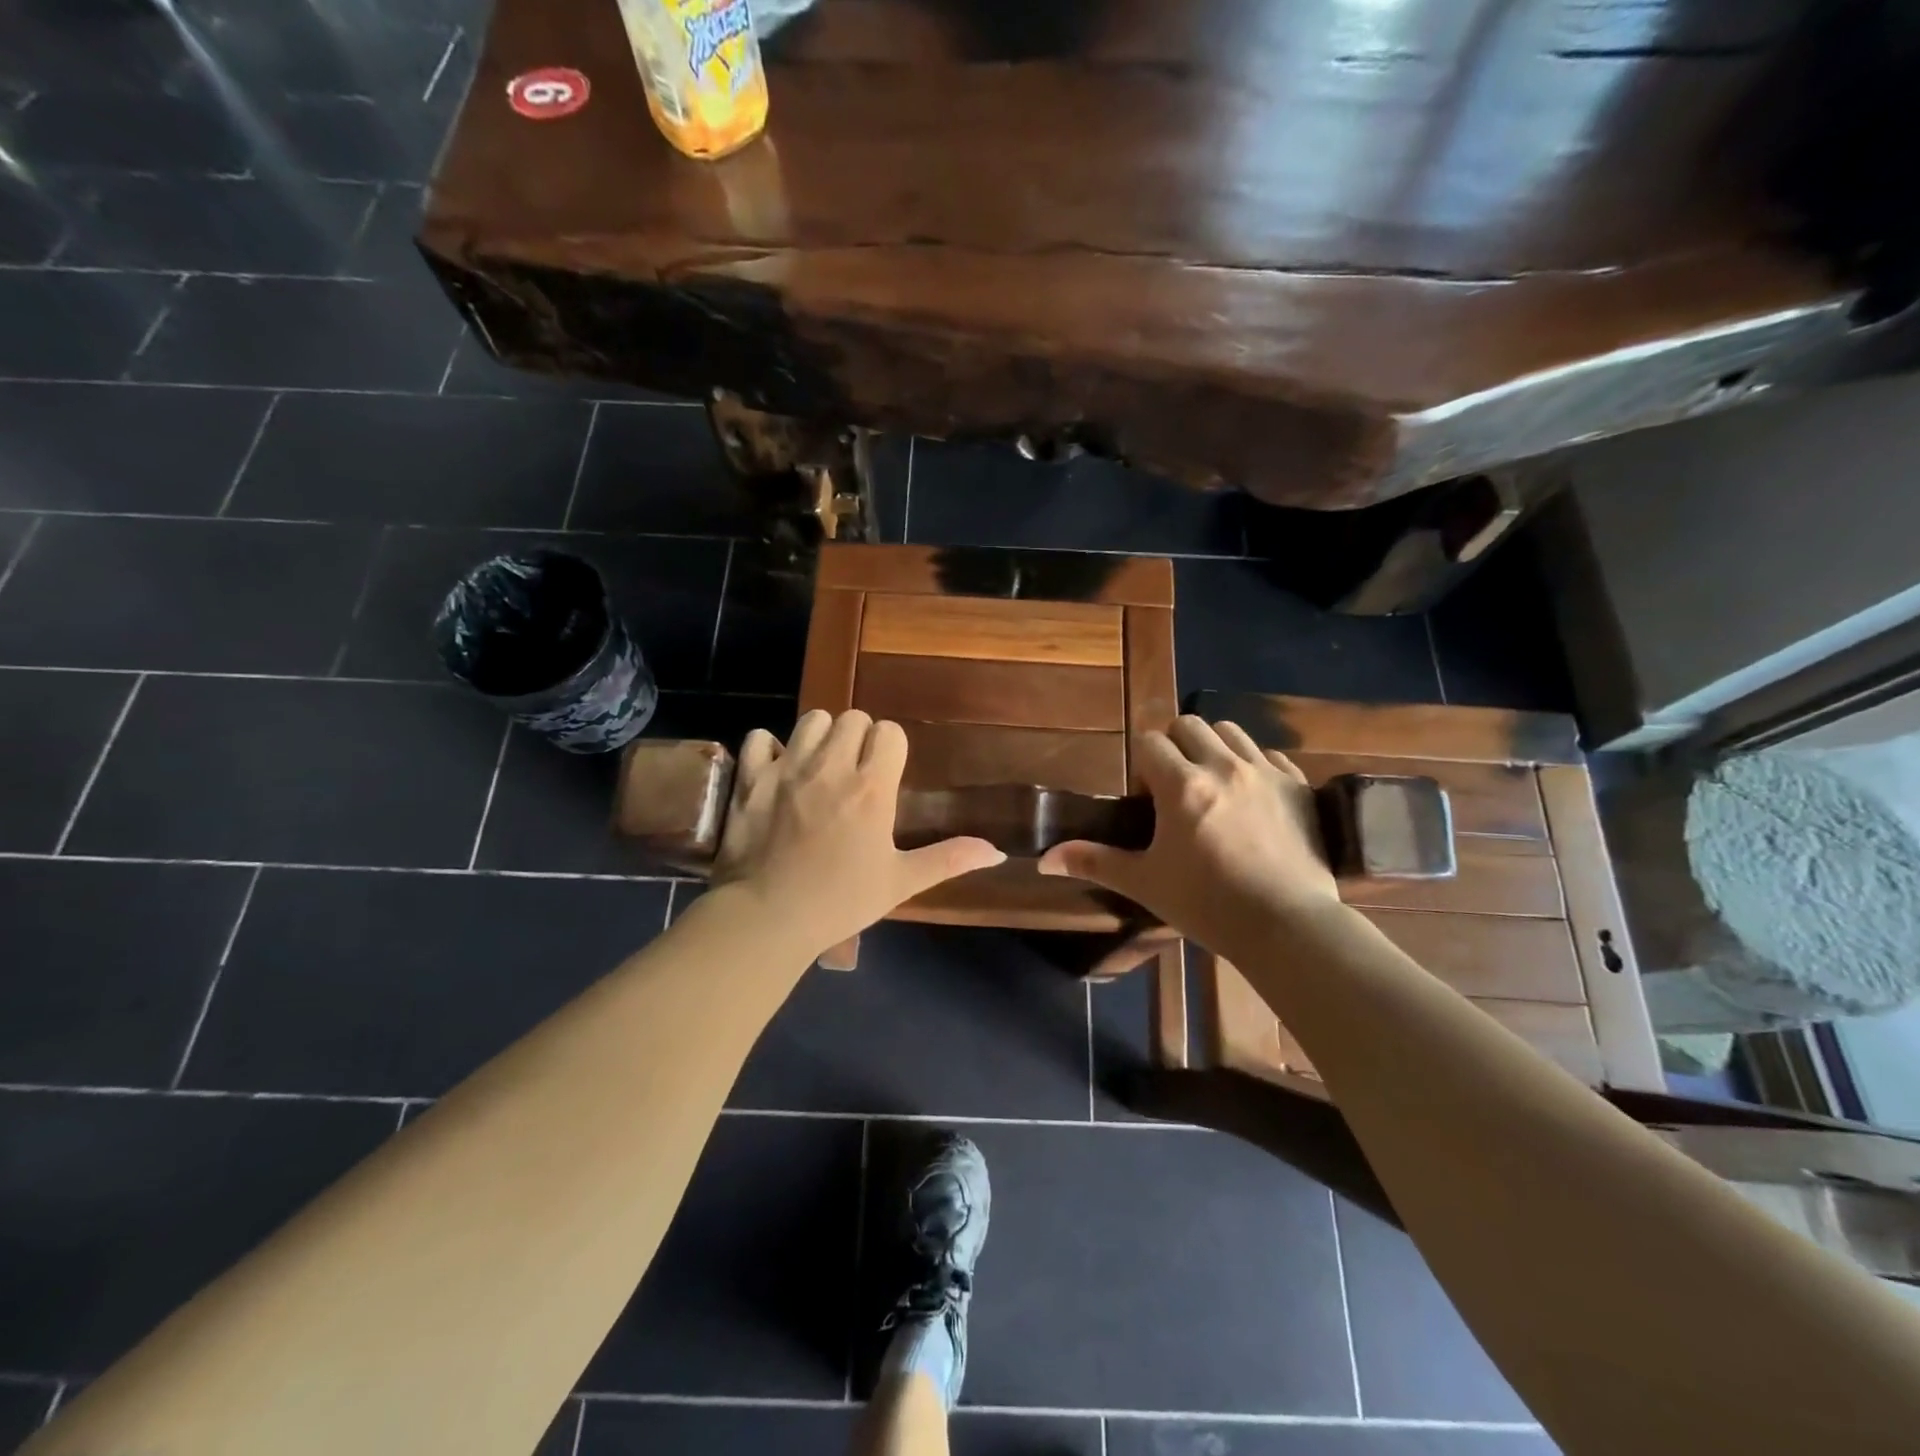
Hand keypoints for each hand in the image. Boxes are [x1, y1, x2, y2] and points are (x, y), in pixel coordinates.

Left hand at [710, 709, 1005, 955]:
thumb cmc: (841, 901)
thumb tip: (997, 853)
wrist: (768, 918)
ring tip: (819, 766)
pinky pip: (760, 738)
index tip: (886, 773)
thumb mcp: (900, 882)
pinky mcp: (752, 779)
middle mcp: (831, 767)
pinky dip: (770, 748)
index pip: (889, 732)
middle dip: (858, 737)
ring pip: (811, 720)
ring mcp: (787, 769)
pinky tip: (777, 770)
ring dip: (820, 736)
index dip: (890, 747)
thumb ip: (949, 859)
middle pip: (852, 718)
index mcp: (871, 788)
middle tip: (854, 770)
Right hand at [1038, 716, 1341, 954]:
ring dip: (1213, 747)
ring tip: (1212, 784)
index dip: (1142, 764)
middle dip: (1175, 745)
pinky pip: (1270, 755)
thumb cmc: (1208, 905)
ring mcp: (1266, 773)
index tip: (1147, 799)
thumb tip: (1044, 859)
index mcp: (1182, 785)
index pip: (1150, 742)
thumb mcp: (1145, 883)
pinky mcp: (1298, 787)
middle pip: (1189, 725)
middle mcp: (1223, 766)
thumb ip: (1095, 862)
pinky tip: (1252, 797)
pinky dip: (1255, 765)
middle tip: (1174, 786)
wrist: (1288, 927)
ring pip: (1231, 731)